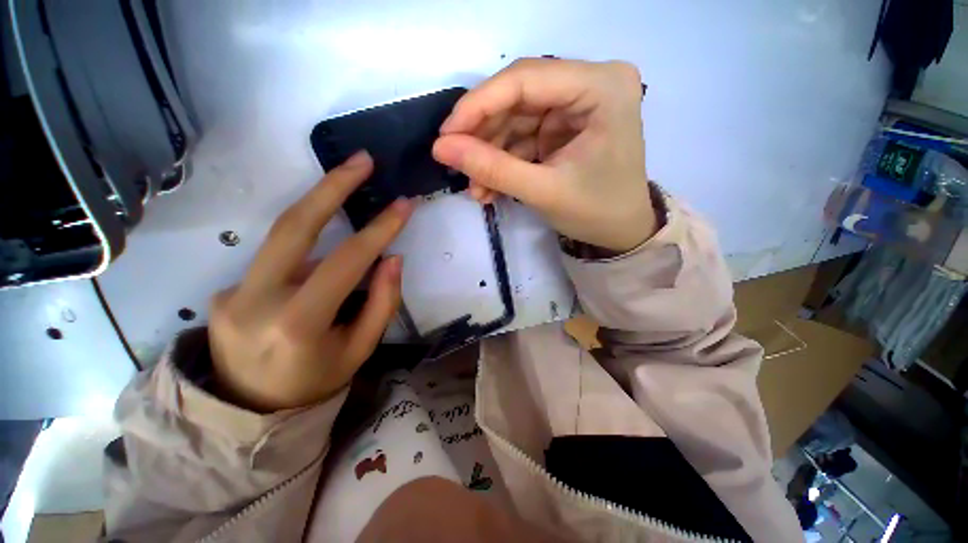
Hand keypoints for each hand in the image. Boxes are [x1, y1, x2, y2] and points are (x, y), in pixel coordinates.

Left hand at [208, 152, 412, 412]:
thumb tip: (392, 258)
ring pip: (283, 234)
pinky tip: (322, 257)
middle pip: (294, 226)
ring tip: (347, 183)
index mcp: (297, 324)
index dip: (379, 230)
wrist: (250, 409)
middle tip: (361, 160)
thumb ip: (381, 302)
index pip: (346, 262)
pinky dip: (307, 247)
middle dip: (332, 186)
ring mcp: (233, 291)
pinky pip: (278, 258)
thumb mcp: (360, 349)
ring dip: (320, 205)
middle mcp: (256, 299)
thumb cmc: (316, 381)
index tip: (404, 205)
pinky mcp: (227, 288)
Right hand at [433, 58, 656, 252]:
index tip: (445, 135)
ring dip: (491, 154)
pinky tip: (490, 187)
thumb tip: (441, 148)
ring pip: (516, 119)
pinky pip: (524, 136)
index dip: (478, 105)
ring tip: (476, 188)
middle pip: (518, 96)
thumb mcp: (543, 191)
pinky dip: (504, 161)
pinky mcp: (564, 126)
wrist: (621, 232)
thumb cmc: (595, 213)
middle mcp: (590, 83)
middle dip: (484, 135)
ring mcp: (576, 104)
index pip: (526, 78)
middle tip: (456, 163)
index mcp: (602, 87)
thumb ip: (492, 168)